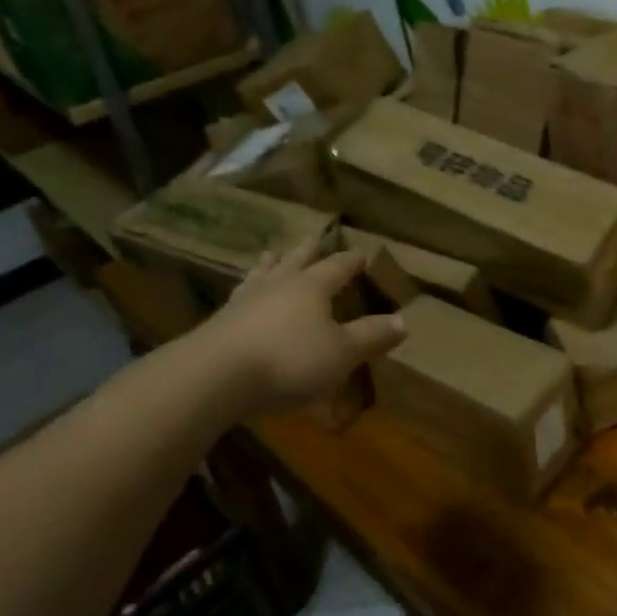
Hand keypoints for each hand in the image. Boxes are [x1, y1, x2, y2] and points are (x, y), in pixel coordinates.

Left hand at [188, 238, 407, 415]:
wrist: (212, 378)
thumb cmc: (287, 360)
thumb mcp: (341, 353)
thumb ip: (371, 336)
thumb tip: (404, 321)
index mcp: (311, 287)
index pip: (337, 266)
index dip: (352, 260)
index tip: (363, 252)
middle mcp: (279, 285)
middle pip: (296, 261)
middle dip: (308, 251)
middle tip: (314, 238)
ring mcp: (244, 302)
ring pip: (262, 275)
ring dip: (270, 265)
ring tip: (270, 255)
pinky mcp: (219, 323)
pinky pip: (239, 298)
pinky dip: (246, 291)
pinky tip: (241, 297)